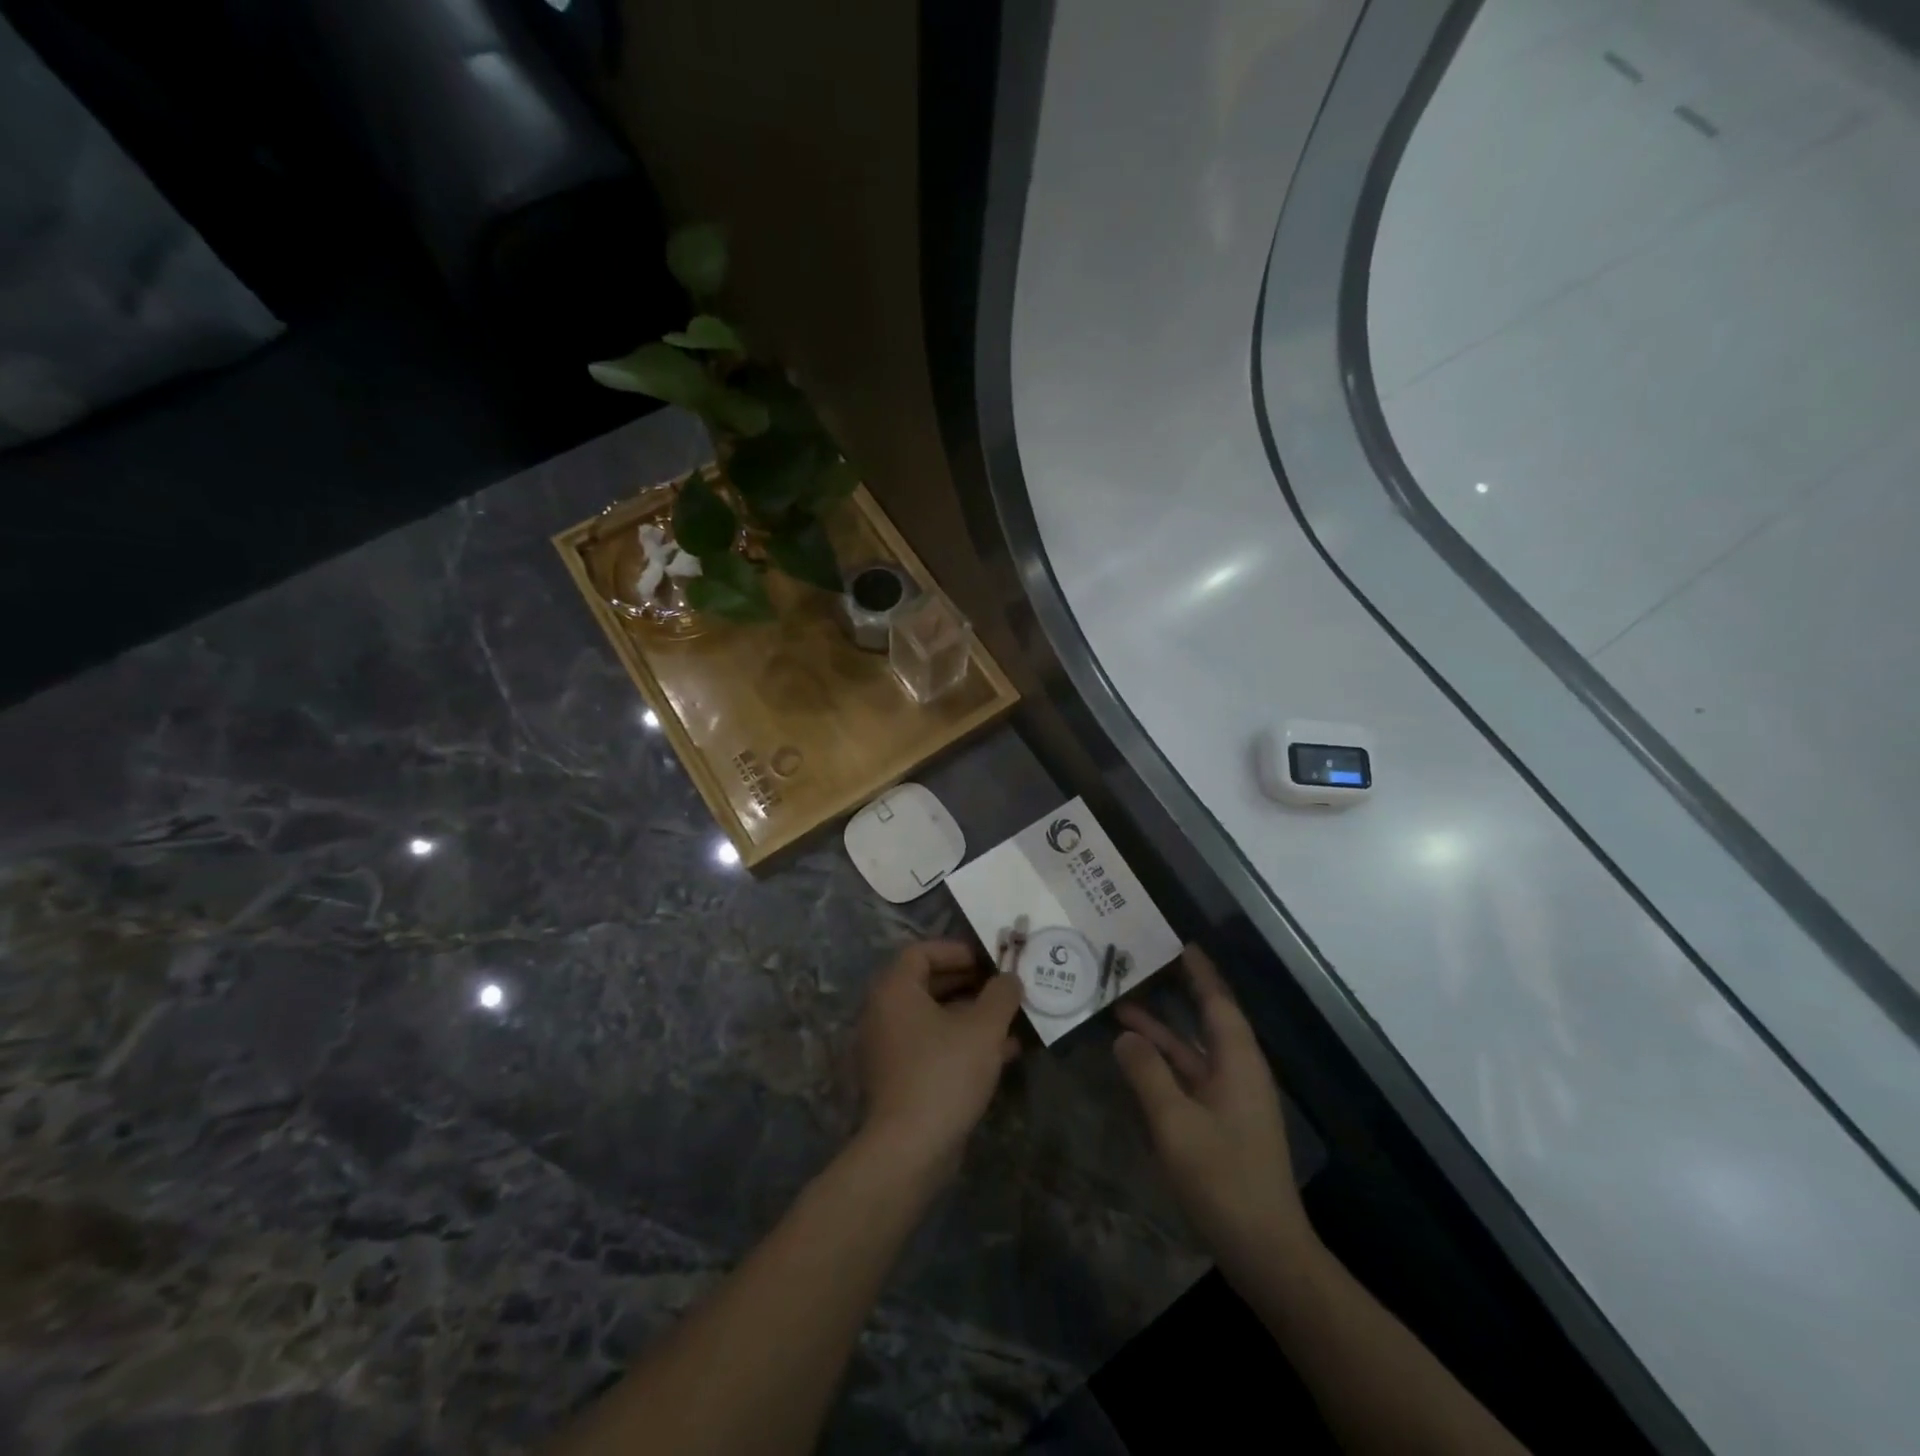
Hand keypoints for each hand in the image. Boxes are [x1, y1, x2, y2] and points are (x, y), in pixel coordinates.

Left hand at [854, 940, 1024, 1181]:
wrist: (909, 1149)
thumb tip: (1010, 978)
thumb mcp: (983, 1028)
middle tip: (1004, 987)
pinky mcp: (900, 1079)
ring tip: (1013, 1020)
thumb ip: (1001, 995)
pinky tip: (1004, 1053)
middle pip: (928, 984)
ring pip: (935, 1018)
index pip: (921, 952)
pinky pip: (933, 1046)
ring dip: (973, 1015)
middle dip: (970, 983)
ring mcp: (890, 1048)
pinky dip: (964, 1042)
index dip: (956, 950)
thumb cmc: (944, 1073)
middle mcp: (884, 1013)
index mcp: (895, 990)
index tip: (988, 960)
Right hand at [1114, 945, 1313, 1272]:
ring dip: (1162, 1033)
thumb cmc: (1223, 1179)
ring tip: (1121, 1009)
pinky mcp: (1223, 1125)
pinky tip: (1136, 1064)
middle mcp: (1238, 1074)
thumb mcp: (1175, 1124)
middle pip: (1206, 1022)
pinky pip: (1190, 1079)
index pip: (1218, 1002)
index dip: (1199, 972)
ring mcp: (1231, 1102)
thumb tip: (1125, 1036)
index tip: (1179, 944)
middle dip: (1176, 995)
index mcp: (1238, 1064)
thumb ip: (1147, 1074)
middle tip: (1143, 967)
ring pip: (1193, 1053)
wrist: (1266, 1253)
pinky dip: (1164, 1065)